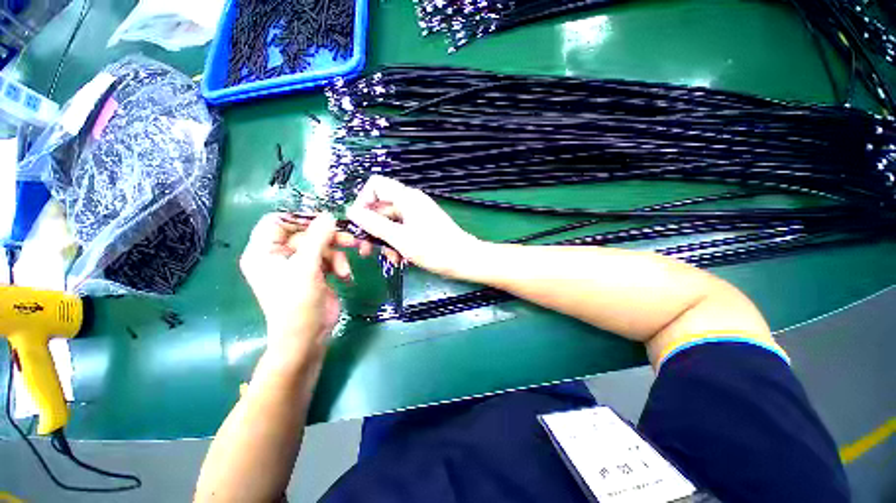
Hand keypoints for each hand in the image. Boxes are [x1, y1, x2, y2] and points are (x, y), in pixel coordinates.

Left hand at [239, 213, 356, 359]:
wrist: (308, 336)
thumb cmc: (297, 302)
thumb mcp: (307, 267)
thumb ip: (318, 238)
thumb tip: (329, 215)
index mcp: (264, 251)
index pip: (277, 221)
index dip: (300, 219)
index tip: (324, 221)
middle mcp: (280, 255)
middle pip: (306, 233)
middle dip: (329, 239)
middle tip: (350, 240)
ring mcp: (299, 264)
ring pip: (322, 246)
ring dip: (337, 256)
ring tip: (345, 271)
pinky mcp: (315, 273)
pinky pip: (329, 259)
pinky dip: (340, 266)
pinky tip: (345, 278)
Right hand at [346, 175, 481, 277]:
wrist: (465, 260)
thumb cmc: (434, 249)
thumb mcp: (400, 239)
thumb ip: (374, 225)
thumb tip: (350, 211)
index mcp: (406, 198)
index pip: (375, 185)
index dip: (362, 201)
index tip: (358, 223)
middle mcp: (410, 202)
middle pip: (381, 207)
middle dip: (372, 228)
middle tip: (364, 250)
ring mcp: (417, 215)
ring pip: (390, 222)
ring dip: (385, 240)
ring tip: (390, 259)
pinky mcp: (421, 226)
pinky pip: (402, 230)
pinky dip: (397, 243)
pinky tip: (399, 259)